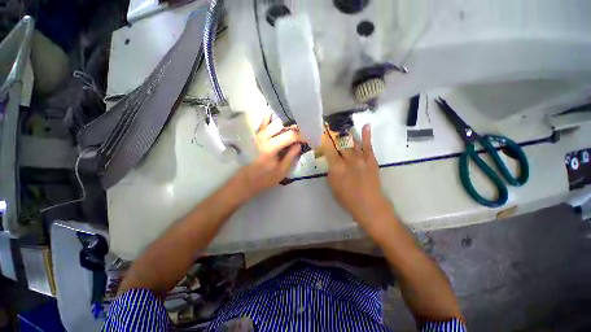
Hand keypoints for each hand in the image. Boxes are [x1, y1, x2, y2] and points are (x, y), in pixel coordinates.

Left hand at [233, 114, 302, 199]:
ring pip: (272, 122)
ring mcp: (256, 135)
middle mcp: (262, 137)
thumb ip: (290, 157)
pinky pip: (263, 124)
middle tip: (299, 138)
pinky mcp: (253, 137)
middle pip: (281, 125)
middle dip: (293, 130)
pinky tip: (277, 127)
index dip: (301, 136)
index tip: (307, 140)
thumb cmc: (263, 179)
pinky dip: (271, 121)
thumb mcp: (281, 171)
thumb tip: (299, 145)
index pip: (290, 135)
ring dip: (283, 127)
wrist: (244, 182)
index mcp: (270, 147)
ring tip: (289, 135)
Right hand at [322, 124, 392, 230]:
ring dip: (346, 134)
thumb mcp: (332, 185)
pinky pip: (368, 145)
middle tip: (329, 130)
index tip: (320, 134)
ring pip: (352, 142)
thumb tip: (331, 161)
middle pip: (339, 144)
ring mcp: (361, 158)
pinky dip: (366, 135)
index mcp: (336, 167)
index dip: (324, 140)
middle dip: (333, 136)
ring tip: (341, 127)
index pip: (328, 149)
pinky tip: (365, 125)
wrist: (369, 204)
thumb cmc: (347, 199)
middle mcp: (348, 160)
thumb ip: (331, 171)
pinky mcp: (371, 159)